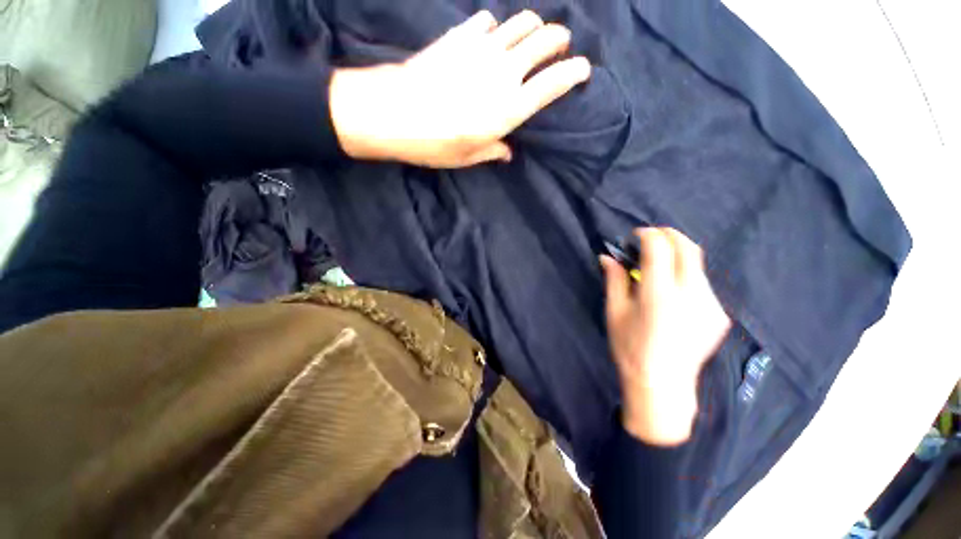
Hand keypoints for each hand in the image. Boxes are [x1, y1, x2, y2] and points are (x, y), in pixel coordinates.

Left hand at [329, 10, 590, 167]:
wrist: (396, 112)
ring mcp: (483, 49)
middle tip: (558, 47)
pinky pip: (487, 20)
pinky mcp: (460, 36)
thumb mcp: (468, 157)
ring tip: (530, 36)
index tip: (583, 70)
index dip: (574, 72)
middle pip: (545, 40)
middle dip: (558, 40)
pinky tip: (489, 37)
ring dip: (532, 26)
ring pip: (522, 22)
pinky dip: (494, 27)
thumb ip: (493, 151)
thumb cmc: (436, 143)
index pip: (554, 83)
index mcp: (510, 109)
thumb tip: (507, 152)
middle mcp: (505, 73)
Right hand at [601, 228, 731, 445]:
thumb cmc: (630, 348)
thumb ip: (614, 280)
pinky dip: (686, 274)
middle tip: (652, 239)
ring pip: (698, 264)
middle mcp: (691, 295)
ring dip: (678, 255)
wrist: (663, 385)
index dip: (648, 235)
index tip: (637, 235)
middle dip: (669, 235)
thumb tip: (607, 257)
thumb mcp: (615, 312)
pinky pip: (702, 283)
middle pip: (688, 248)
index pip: (660, 248)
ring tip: (659, 265)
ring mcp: (710, 305)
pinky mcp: (719, 315)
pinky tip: (672, 290)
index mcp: (659, 294)